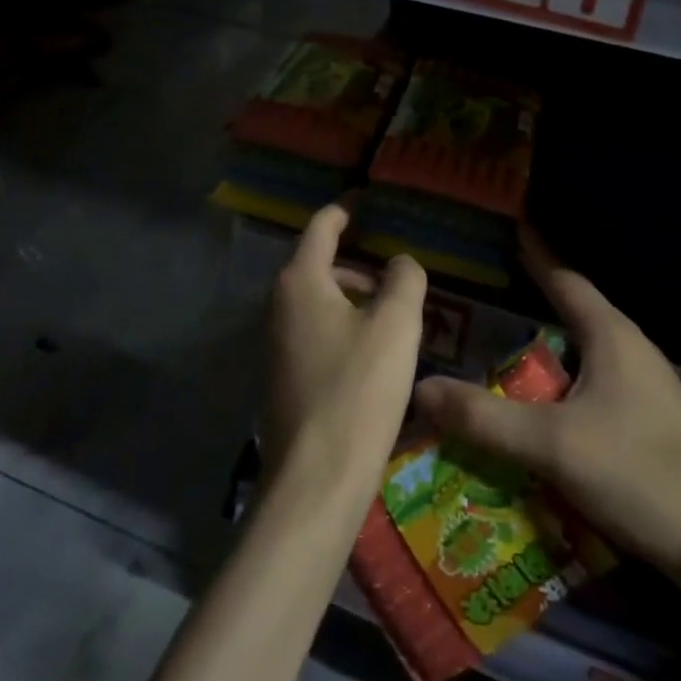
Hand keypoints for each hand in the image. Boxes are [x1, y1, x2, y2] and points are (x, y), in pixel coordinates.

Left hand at [265, 203, 426, 506]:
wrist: (315, 480)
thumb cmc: (357, 389)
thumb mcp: (396, 326)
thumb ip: (405, 279)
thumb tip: (400, 262)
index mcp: (301, 281)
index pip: (322, 227)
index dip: (346, 210)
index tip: (367, 200)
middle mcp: (278, 304)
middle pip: (320, 265)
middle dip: (359, 264)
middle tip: (398, 275)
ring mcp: (275, 343)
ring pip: (319, 302)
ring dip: (354, 300)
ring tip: (394, 318)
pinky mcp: (282, 377)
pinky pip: (315, 333)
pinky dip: (343, 328)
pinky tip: (373, 356)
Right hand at [413, 227, 680, 579]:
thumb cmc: (642, 475)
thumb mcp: (553, 445)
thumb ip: (484, 418)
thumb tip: (420, 387)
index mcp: (610, 335)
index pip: (562, 278)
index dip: (533, 254)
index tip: (503, 231)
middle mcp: (628, 350)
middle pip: (570, 313)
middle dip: (527, 305)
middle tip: (477, 303)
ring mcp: (642, 388)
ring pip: (579, 355)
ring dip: (540, 354)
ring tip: (494, 356)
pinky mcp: (646, 423)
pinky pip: (589, 388)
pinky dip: (556, 389)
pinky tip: (534, 413)